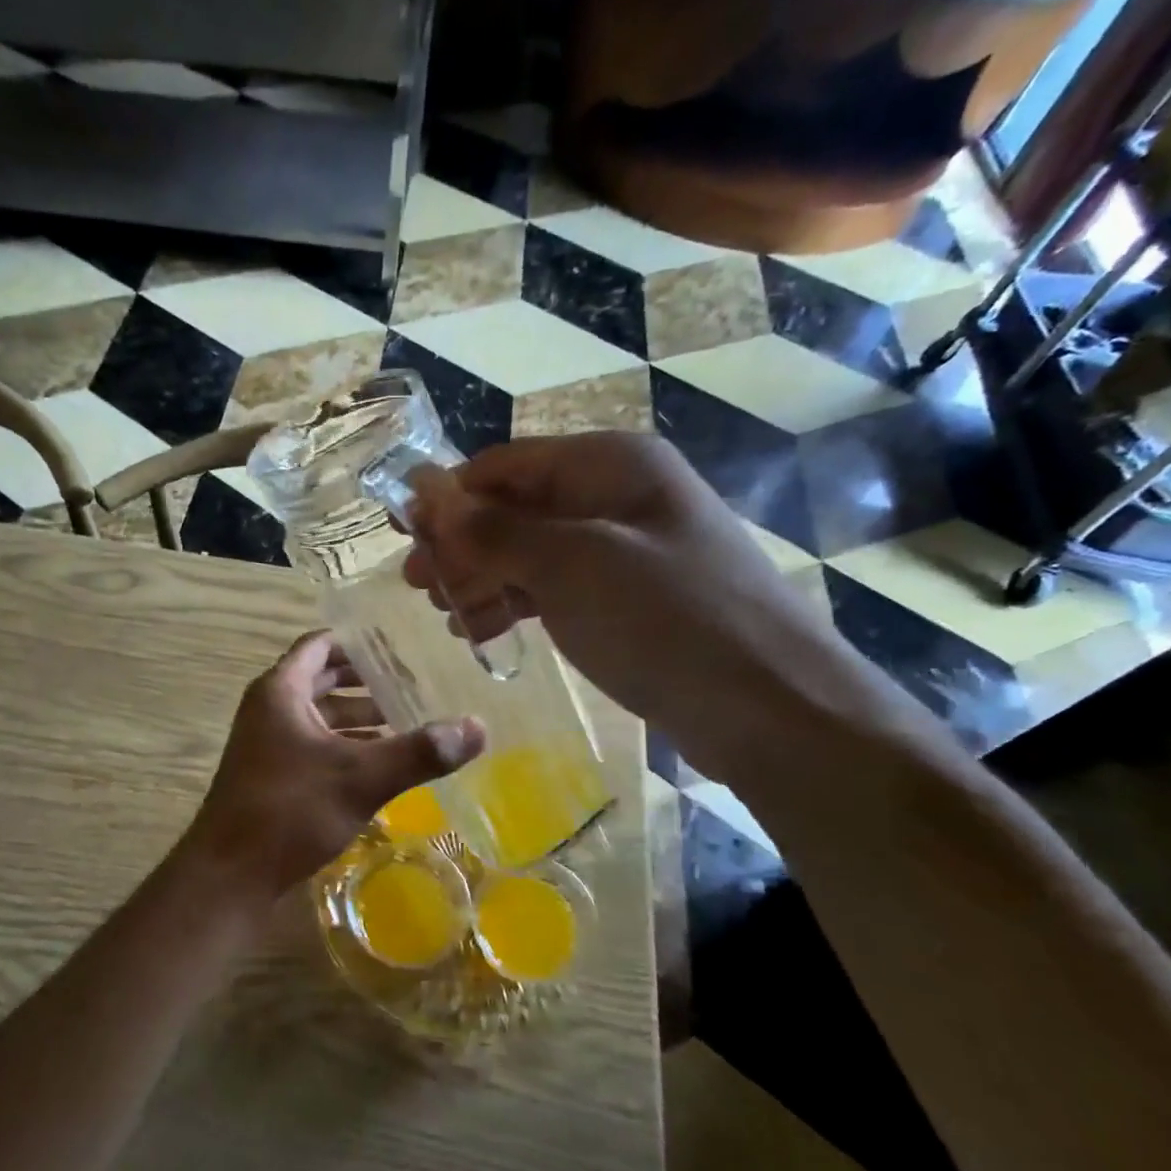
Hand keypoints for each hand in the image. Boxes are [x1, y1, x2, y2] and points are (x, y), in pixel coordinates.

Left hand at [176, 631, 482, 901]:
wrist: (229, 876)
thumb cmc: (289, 811)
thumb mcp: (361, 777)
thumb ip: (419, 752)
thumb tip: (478, 727)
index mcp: (281, 691)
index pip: (320, 645)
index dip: (357, 642)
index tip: (398, 645)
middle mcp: (269, 709)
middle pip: (322, 679)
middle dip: (365, 681)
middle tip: (413, 683)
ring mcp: (267, 743)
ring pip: (319, 716)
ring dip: (357, 717)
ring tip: (406, 722)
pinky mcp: (271, 775)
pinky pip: (313, 745)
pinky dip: (344, 745)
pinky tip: (378, 763)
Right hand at [403, 432, 917, 792]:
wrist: (770, 707)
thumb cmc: (666, 619)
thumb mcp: (571, 566)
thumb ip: (494, 530)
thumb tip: (427, 496)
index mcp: (610, 464)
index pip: (505, 464)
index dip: (449, 495)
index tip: (400, 533)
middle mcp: (617, 495)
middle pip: (516, 507)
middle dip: (463, 543)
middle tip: (416, 585)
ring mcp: (625, 550)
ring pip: (532, 551)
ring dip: (483, 578)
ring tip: (447, 616)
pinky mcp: (628, 600)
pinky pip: (556, 589)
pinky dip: (517, 605)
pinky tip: (486, 632)